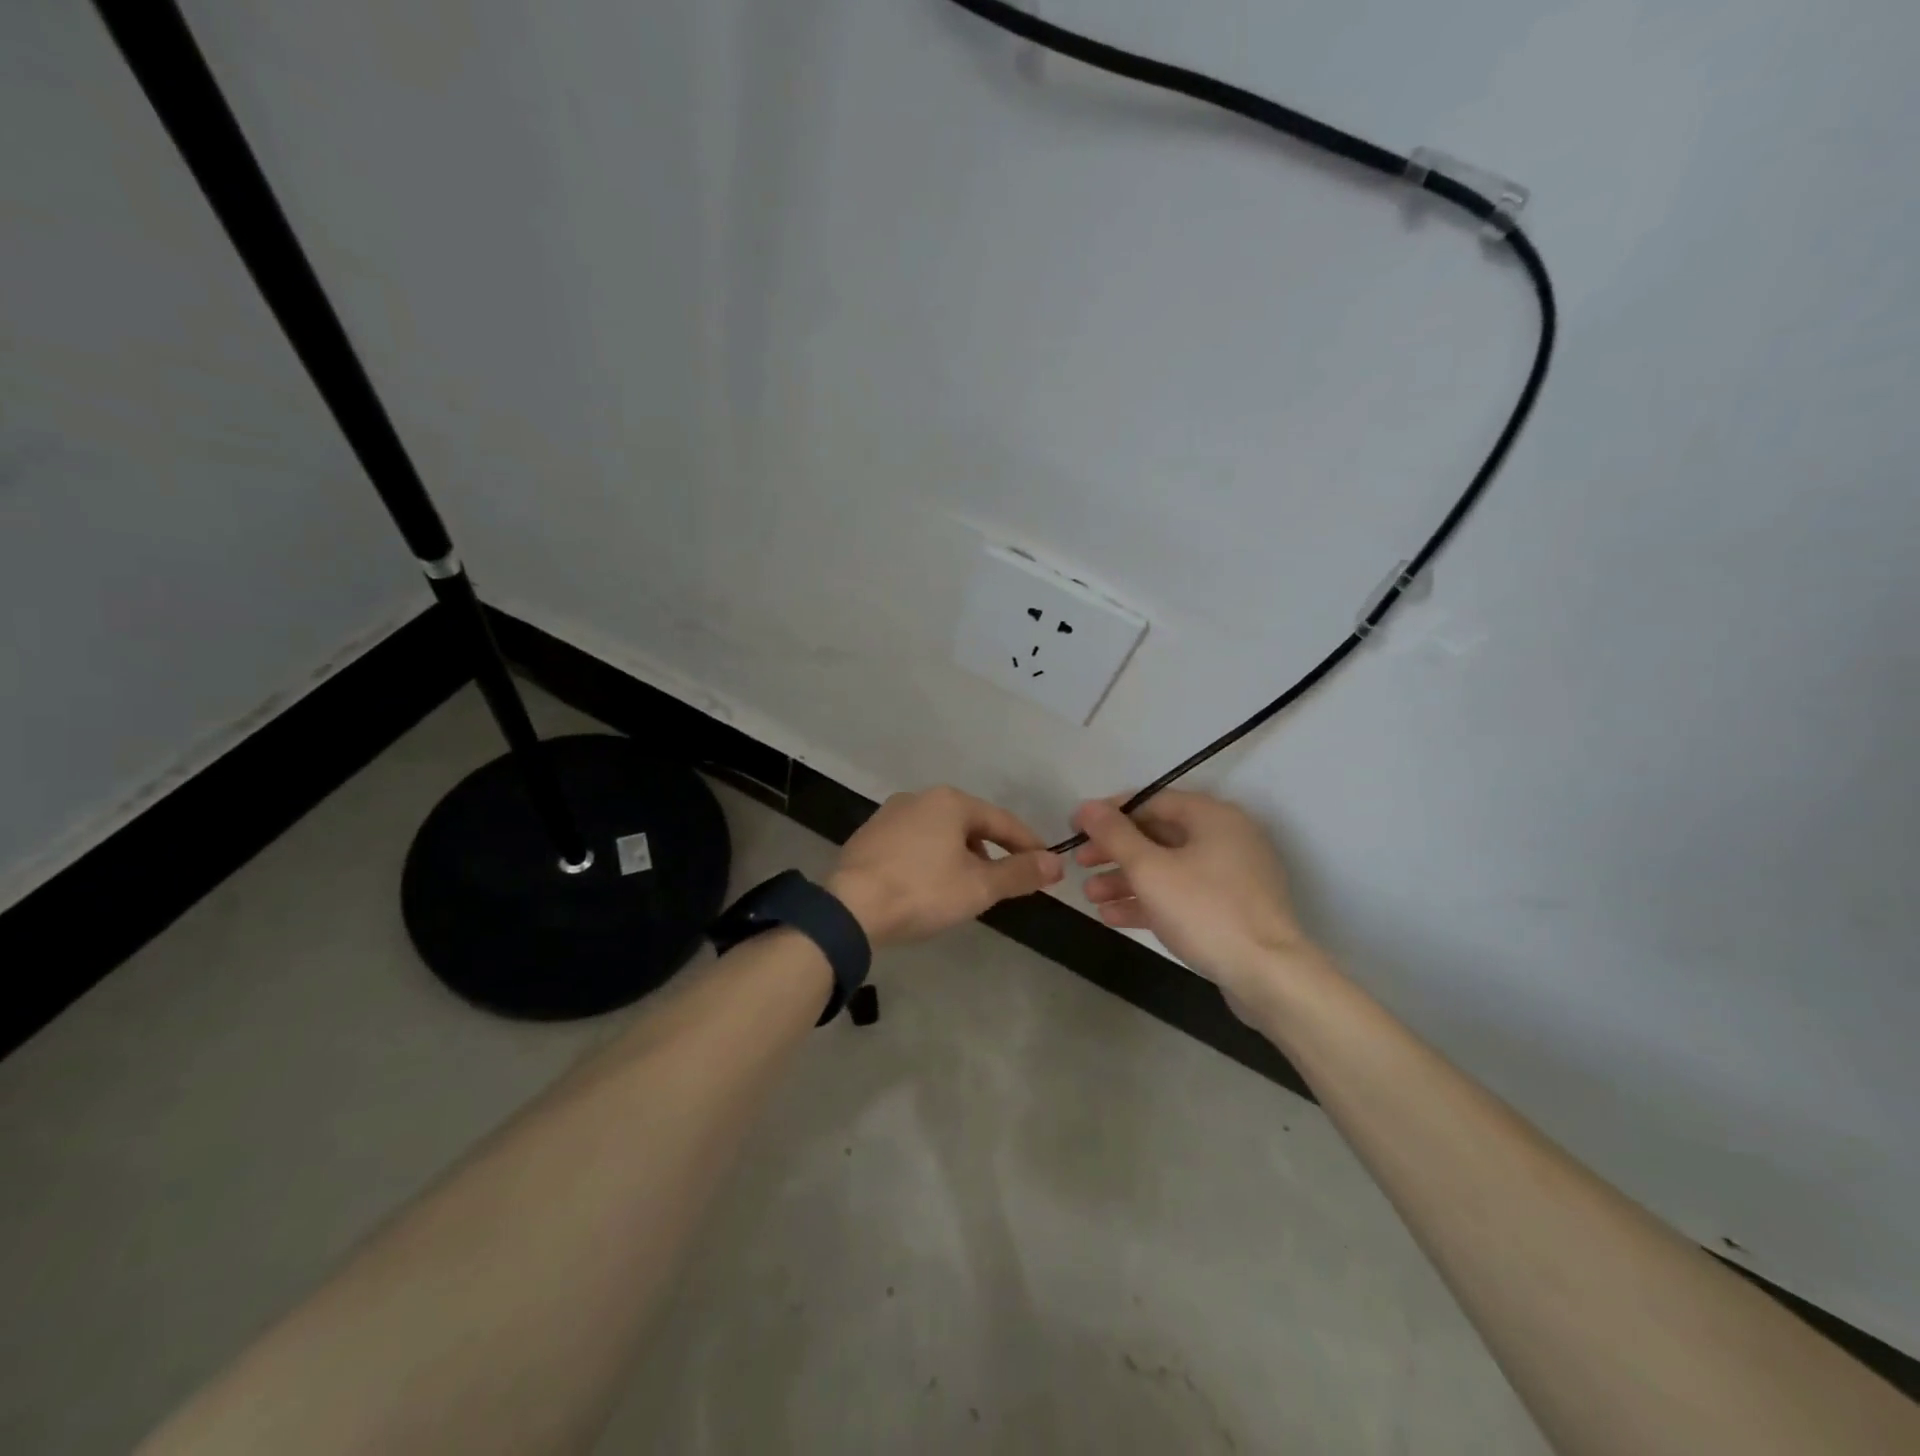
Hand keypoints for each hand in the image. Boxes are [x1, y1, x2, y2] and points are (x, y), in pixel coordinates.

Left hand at [829, 787, 1062, 947]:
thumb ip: (1019, 873)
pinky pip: (913, 843)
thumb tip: (1056, 863)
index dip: (1027, 844)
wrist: (849, 909)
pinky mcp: (869, 837)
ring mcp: (889, 815)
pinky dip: (931, 859)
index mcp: (950, 802)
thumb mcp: (979, 886)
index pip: (1002, 821)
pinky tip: (929, 884)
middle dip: (992, 851)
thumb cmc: (922, 891)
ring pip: (940, 833)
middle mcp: (919, 798)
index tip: (1046, 865)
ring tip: (968, 885)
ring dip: (960, 855)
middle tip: (1006, 879)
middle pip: (970, 824)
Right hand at [1072, 792, 1320, 1001]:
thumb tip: (1086, 806)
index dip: (1110, 813)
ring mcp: (1231, 875)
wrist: (1269, 976)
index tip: (1076, 829)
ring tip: (1091, 896)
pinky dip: (1150, 901)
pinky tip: (1113, 916)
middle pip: (1158, 835)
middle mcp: (1225, 837)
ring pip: (1168, 868)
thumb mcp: (1150, 869)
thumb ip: (1114, 835)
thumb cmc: (1205, 911)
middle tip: (1080, 865)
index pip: (1151, 801)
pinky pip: (1182, 894)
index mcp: (1212, 816)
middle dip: (1115, 852)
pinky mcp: (1231, 909)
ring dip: (1127, 879)